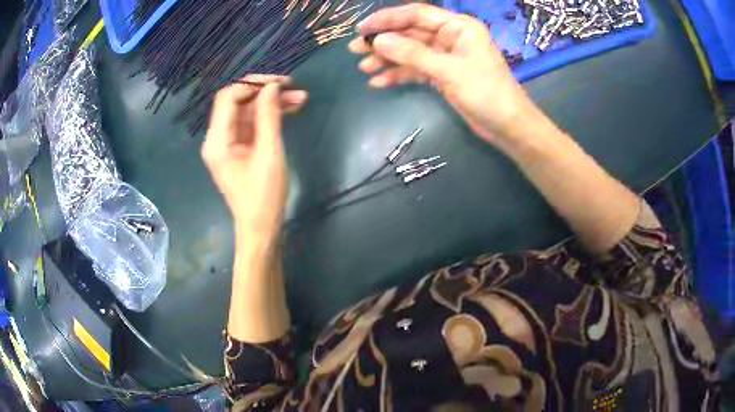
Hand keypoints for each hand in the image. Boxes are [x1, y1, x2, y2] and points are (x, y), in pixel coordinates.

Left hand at [202, 75, 307, 243]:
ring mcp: (228, 143)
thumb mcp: (269, 153)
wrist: (261, 228)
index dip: (252, 85)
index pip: (228, 98)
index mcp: (217, 141)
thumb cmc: (263, 196)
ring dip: (271, 103)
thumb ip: (269, 116)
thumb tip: (272, 86)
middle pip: (237, 102)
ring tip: (300, 98)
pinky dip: (269, 116)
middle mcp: (218, 138)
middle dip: (264, 92)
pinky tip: (290, 110)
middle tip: (292, 86)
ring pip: (247, 111)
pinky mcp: (239, 149)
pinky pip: (252, 124)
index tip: (279, 82)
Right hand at [349, 4, 535, 143]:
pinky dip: (399, 75)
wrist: (507, 126)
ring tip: (364, 68)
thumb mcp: (448, 70)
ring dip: (388, 60)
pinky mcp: (443, 75)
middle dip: (384, 41)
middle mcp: (450, 37)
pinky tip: (380, 82)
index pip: (416, 15)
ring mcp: (445, 56)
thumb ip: (413, 54)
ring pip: (410, 52)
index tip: (362, 29)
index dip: (387, 19)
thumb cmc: (486, 92)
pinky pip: (416, 70)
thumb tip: (378, 40)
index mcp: (458, 26)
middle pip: (410, 33)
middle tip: (356, 50)